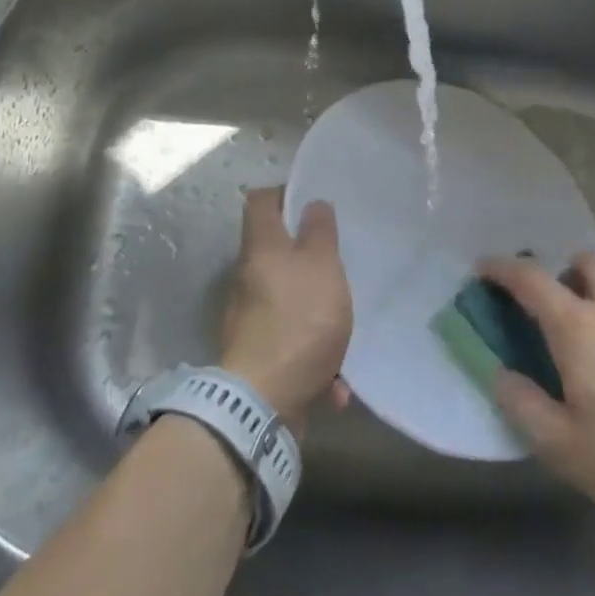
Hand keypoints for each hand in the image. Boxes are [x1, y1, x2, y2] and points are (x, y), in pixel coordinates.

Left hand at [220, 188, 353, 427]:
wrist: (264, 401)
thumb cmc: (299, 320)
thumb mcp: (322, 267)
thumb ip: (320, 233)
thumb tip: (312, 204)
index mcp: (261, 248)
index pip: (260, 201)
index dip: (284, 194)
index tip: (312, 203)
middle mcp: (249, 278)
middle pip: (275, 253)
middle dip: (308, 259)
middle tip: (338, 262)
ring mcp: (251, 319)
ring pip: (288, 301)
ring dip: (317, 313)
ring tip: (345, 326)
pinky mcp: (259, 355)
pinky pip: (292, 345)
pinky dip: (314, 358)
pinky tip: (336, 382)